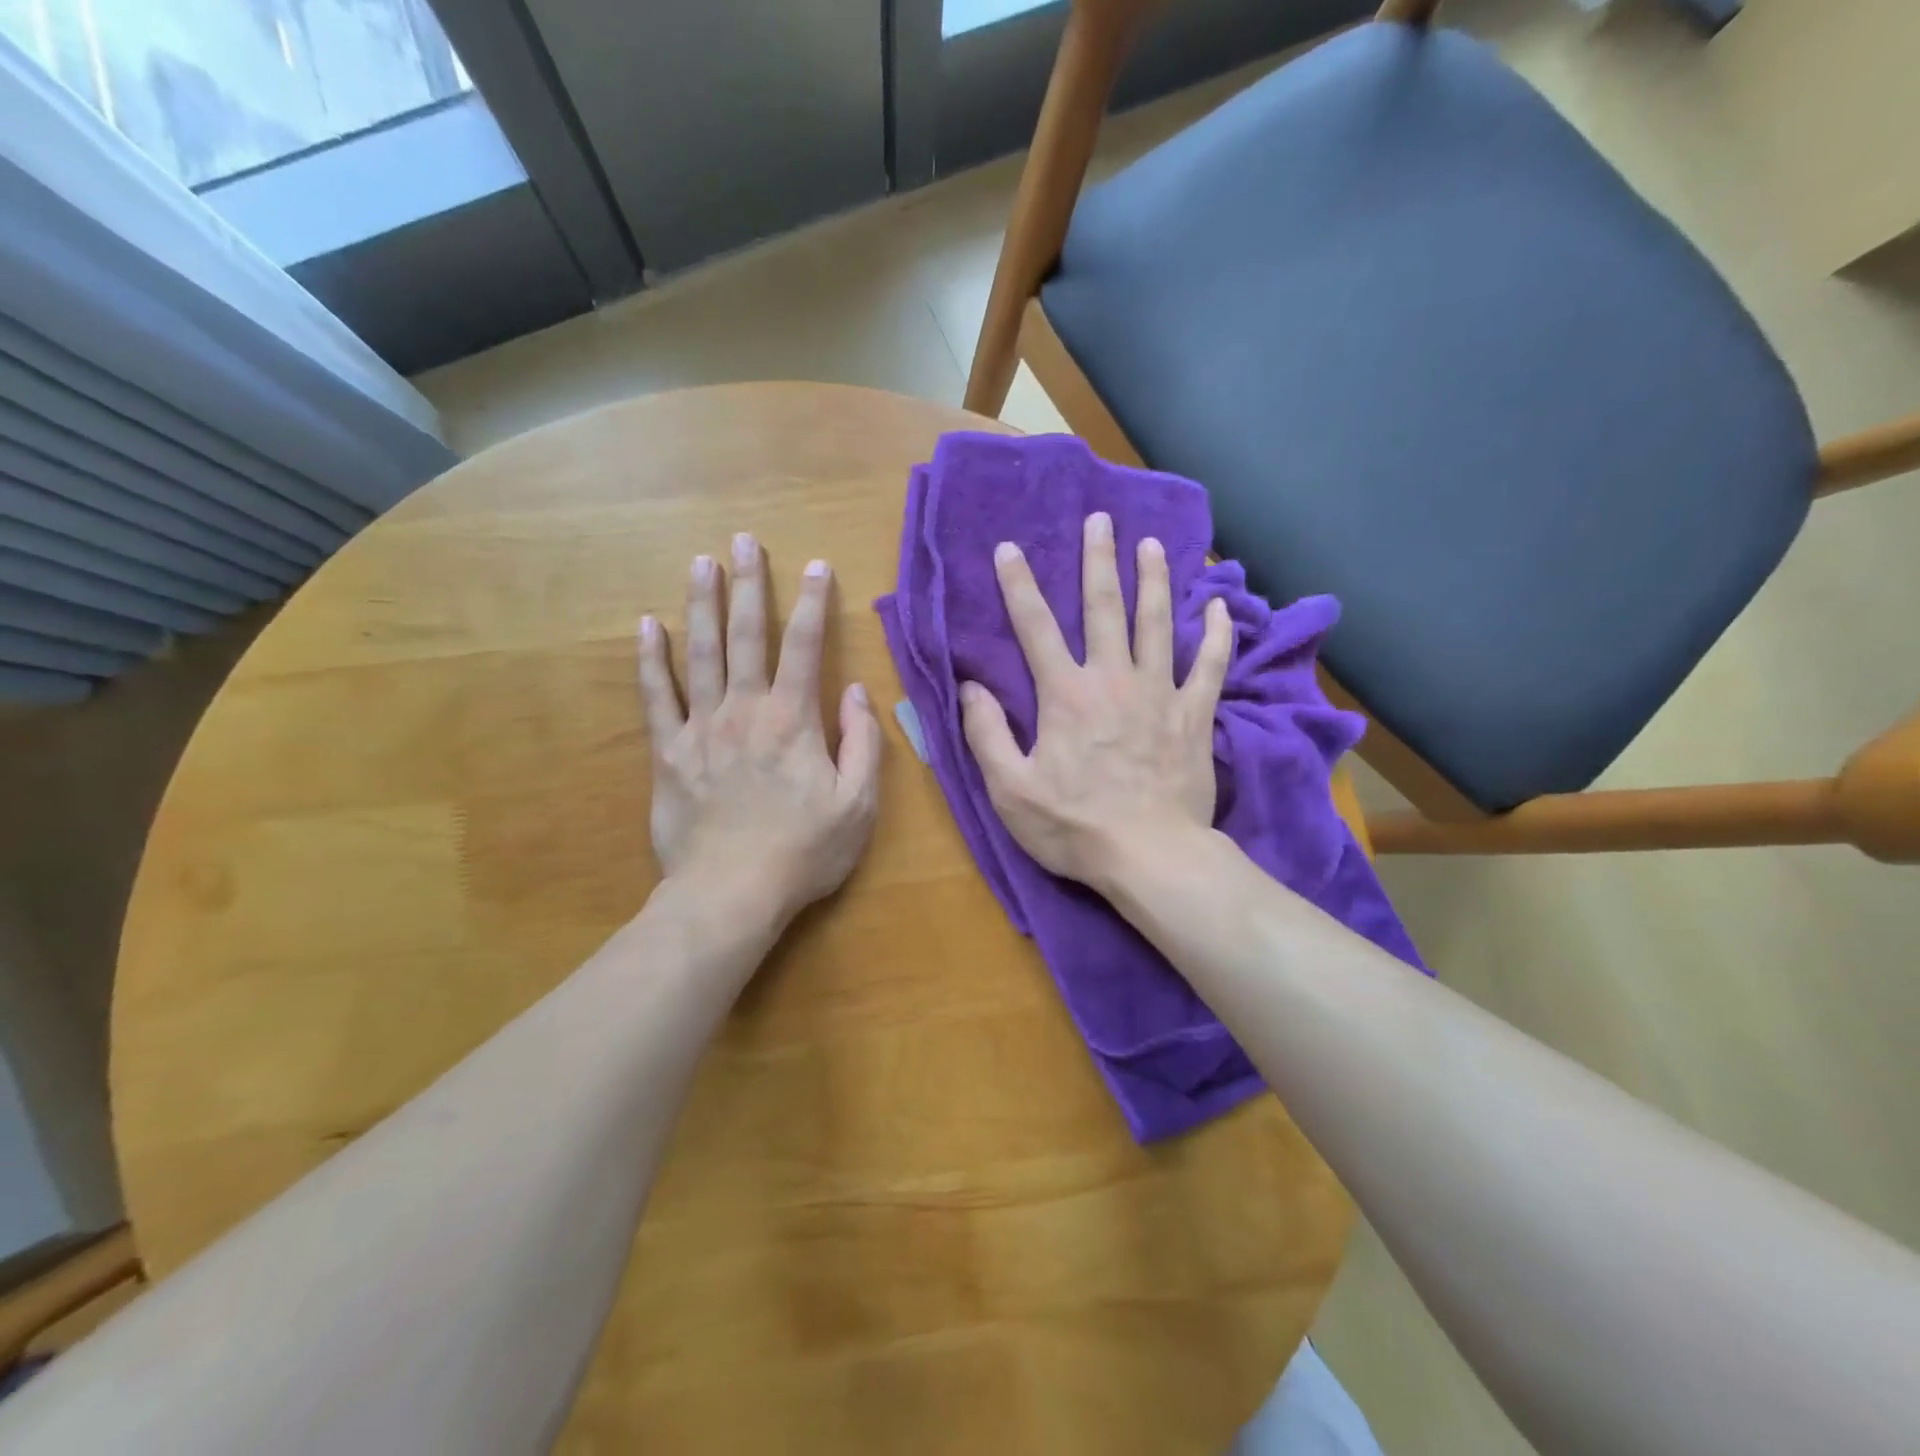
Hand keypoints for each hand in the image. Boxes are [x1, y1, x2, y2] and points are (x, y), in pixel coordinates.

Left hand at [637, 533, 880, 927]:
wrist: (730, 894)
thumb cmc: (803, 851)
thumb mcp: (858, 804)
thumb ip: (864, 743)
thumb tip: (856, 692)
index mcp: (793, 720)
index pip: (806, 647)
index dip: (814, 603)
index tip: (817, 566)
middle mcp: (745, 710)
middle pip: (746, 636)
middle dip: (749, 585)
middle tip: (744, 540)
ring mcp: (701, 728)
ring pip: (700, 653)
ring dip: (702, 604)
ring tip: (701, 562)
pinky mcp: (668, 752)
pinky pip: (656, 696)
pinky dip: (650, 659)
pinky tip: (647, 625)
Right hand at [960, 511, 1231, 891]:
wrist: (1151, 856)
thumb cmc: (1074, 827)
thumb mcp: (1010, 789)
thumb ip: (986, 733)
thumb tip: (970, 686)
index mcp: (1065, 694)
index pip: (1035, 627)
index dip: (1019, 585)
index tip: (1010, 548)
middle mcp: (1113, 679)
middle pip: (1105, 608)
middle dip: (1099, 560)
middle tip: (1101, 520)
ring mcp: (1160, 694)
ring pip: (1157, 624)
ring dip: (1154, 580)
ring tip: (1152, 545)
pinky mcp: (1195, 716)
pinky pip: (1209, 666)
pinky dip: (1216, 635)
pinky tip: (1220, 607)